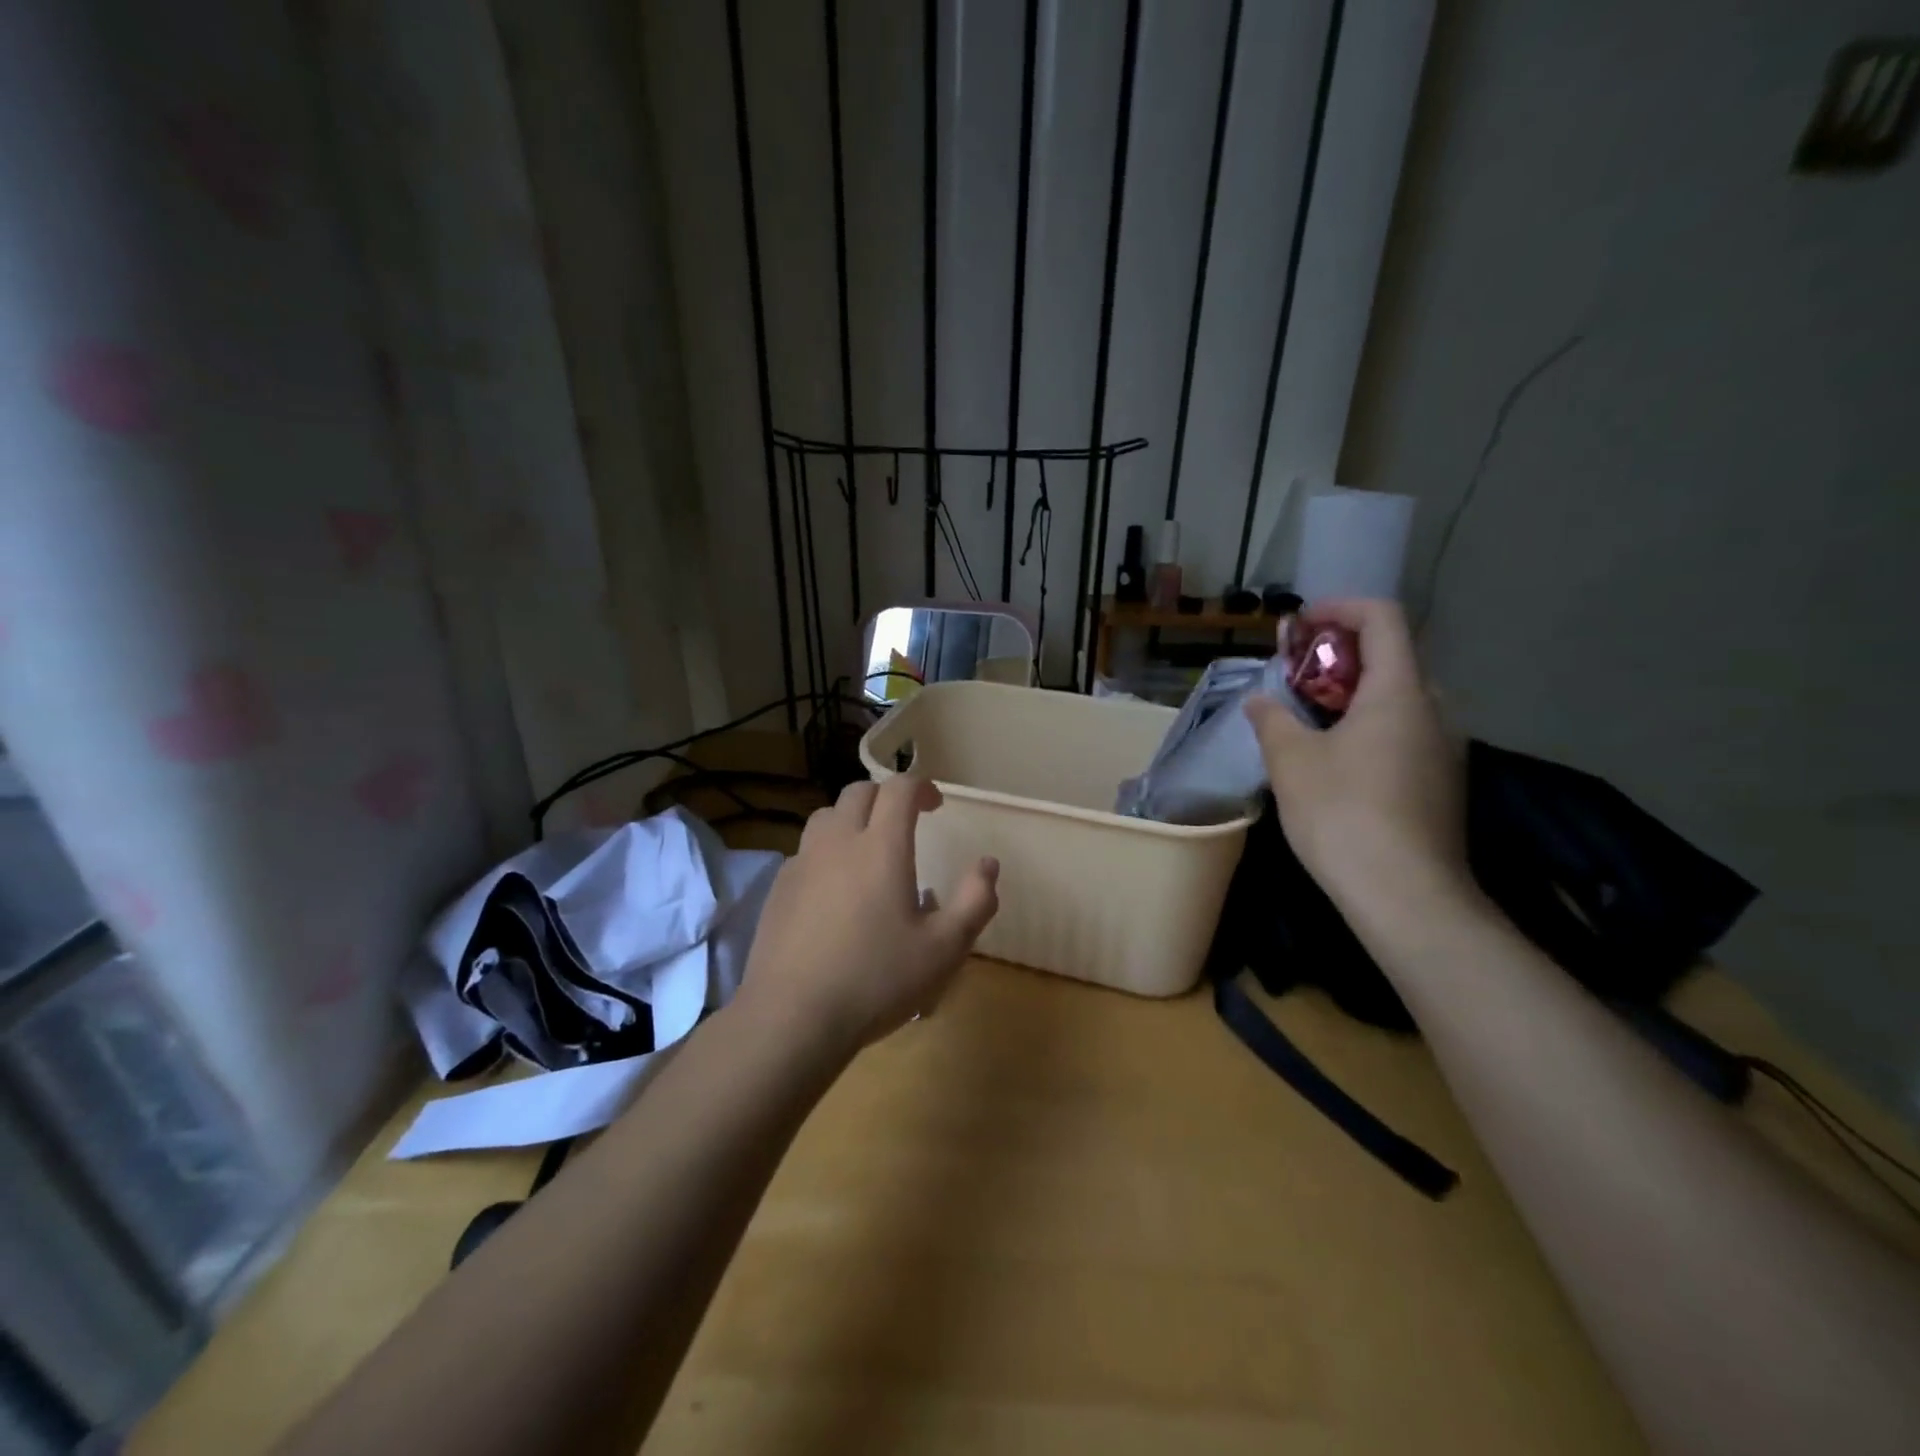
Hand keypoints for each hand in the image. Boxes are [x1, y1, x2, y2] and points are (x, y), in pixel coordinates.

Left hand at [737, 775, 999, 1052]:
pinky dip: (826, 852)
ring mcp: (802, 863)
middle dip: (886, 797)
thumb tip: (988, 865)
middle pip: (859, 792)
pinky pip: (805, 851)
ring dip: (851, 819)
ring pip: (826, 816)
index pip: (899, 789)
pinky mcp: (779, 888)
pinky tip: (833, 890)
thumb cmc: (877, 979)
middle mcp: (838, 842)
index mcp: (881, 847)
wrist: (793, 1016)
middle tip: (904, 823)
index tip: (935, 806)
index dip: (921, 788)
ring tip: (866, 850)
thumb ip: (975, 901)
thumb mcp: (945, 949)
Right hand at [1244, 599, 1469, 912]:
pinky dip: (1367, 727)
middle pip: (1390, 658)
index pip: (1382, 618)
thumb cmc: (1344, 814)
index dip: (1339, 609)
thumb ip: (1273, 719)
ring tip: (1305, 720)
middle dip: (1337, 656)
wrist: (1406, 896)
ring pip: (1396, 699)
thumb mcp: (1292, 761)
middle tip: (1292, 677)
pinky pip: (1404, 733)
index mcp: (1399, 691)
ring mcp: (1444, 749)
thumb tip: (1261, 700)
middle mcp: (1434, 710)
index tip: (1298, 626)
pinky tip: (1334, 762)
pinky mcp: (1441, 783)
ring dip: (1350, 695)